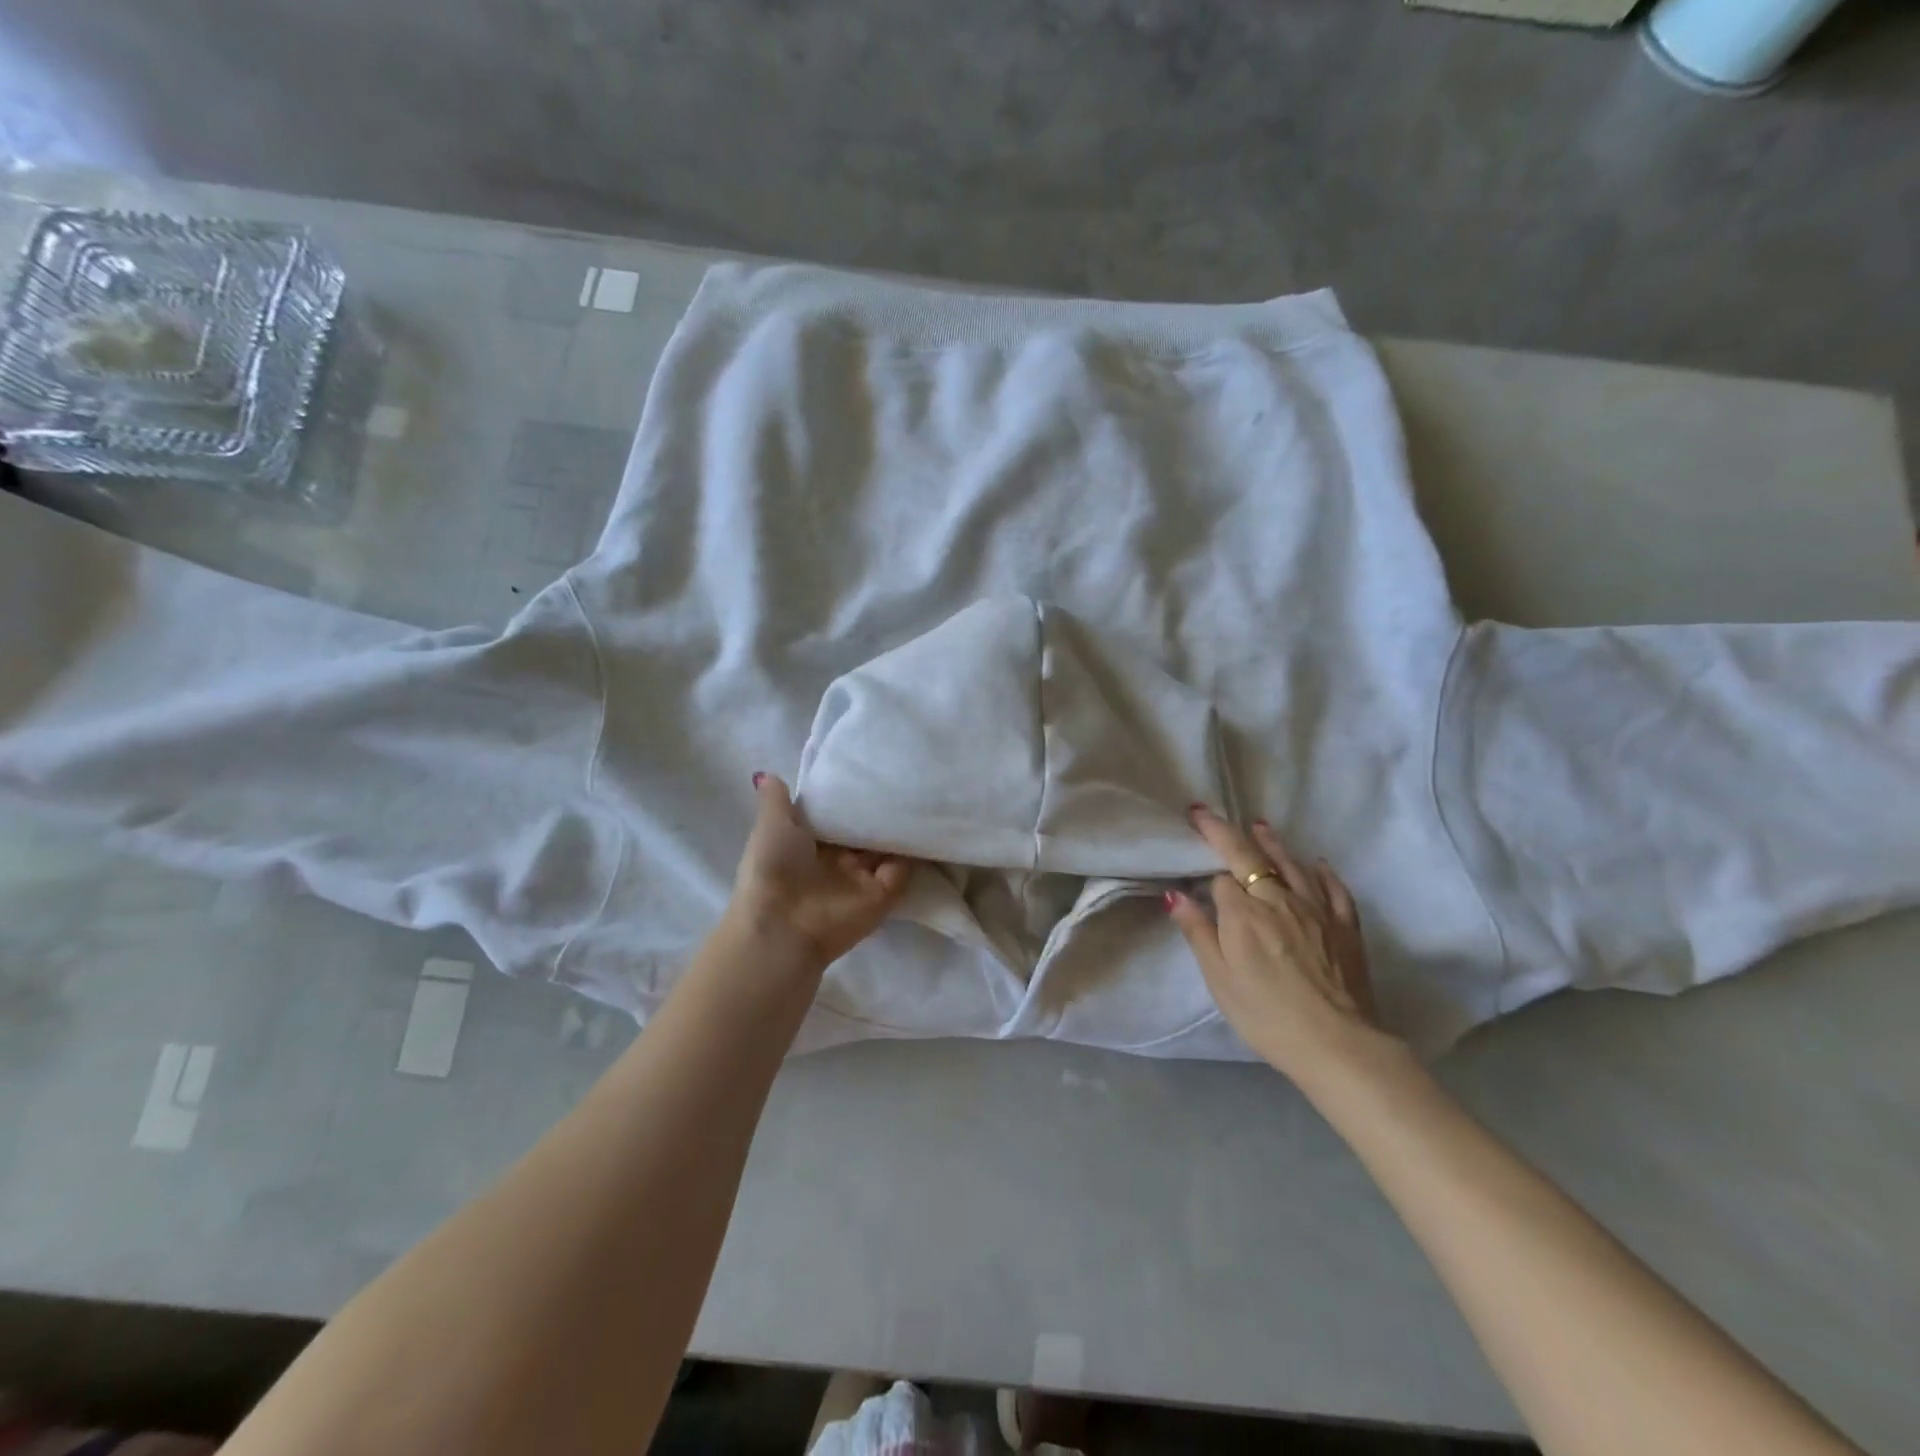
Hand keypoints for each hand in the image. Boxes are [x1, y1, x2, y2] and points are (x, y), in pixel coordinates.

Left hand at [727, 772, 912, 971]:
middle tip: (899, 779)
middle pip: (864, 833)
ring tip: (918, 795)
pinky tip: (923, 825)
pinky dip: (912, 853)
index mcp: (808, 845)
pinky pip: (903, 871)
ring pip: (887, 849)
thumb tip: (766, 773)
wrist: (783, 927)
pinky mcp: (882, 897)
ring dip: (898, 829)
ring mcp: (861, 880)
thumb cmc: (772, 869)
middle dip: (878, 812)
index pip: (835, 818)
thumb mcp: (771, 826)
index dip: (847, 799)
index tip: (866, 771)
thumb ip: (775, 801)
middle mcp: (836, 862)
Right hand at [1168, 808, 1401, 1087]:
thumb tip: (1175, 894)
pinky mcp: (1346, 926)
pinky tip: (1316, 863)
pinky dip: (1321, 872)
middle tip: (1205, 813)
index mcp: (1244, 913)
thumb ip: (1198, 933)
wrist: (1339, 1046)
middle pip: (1251, 857)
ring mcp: (1317, 910)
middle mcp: (1279, 900)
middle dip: (1224, 832)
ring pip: (1291, 864)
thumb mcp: (1220, 980)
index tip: (1190, 856)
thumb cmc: (1268, 1016)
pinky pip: (1333, 888)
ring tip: (1258, 825)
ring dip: (1271, 842)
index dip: (1204, 867)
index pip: (1221, 878)